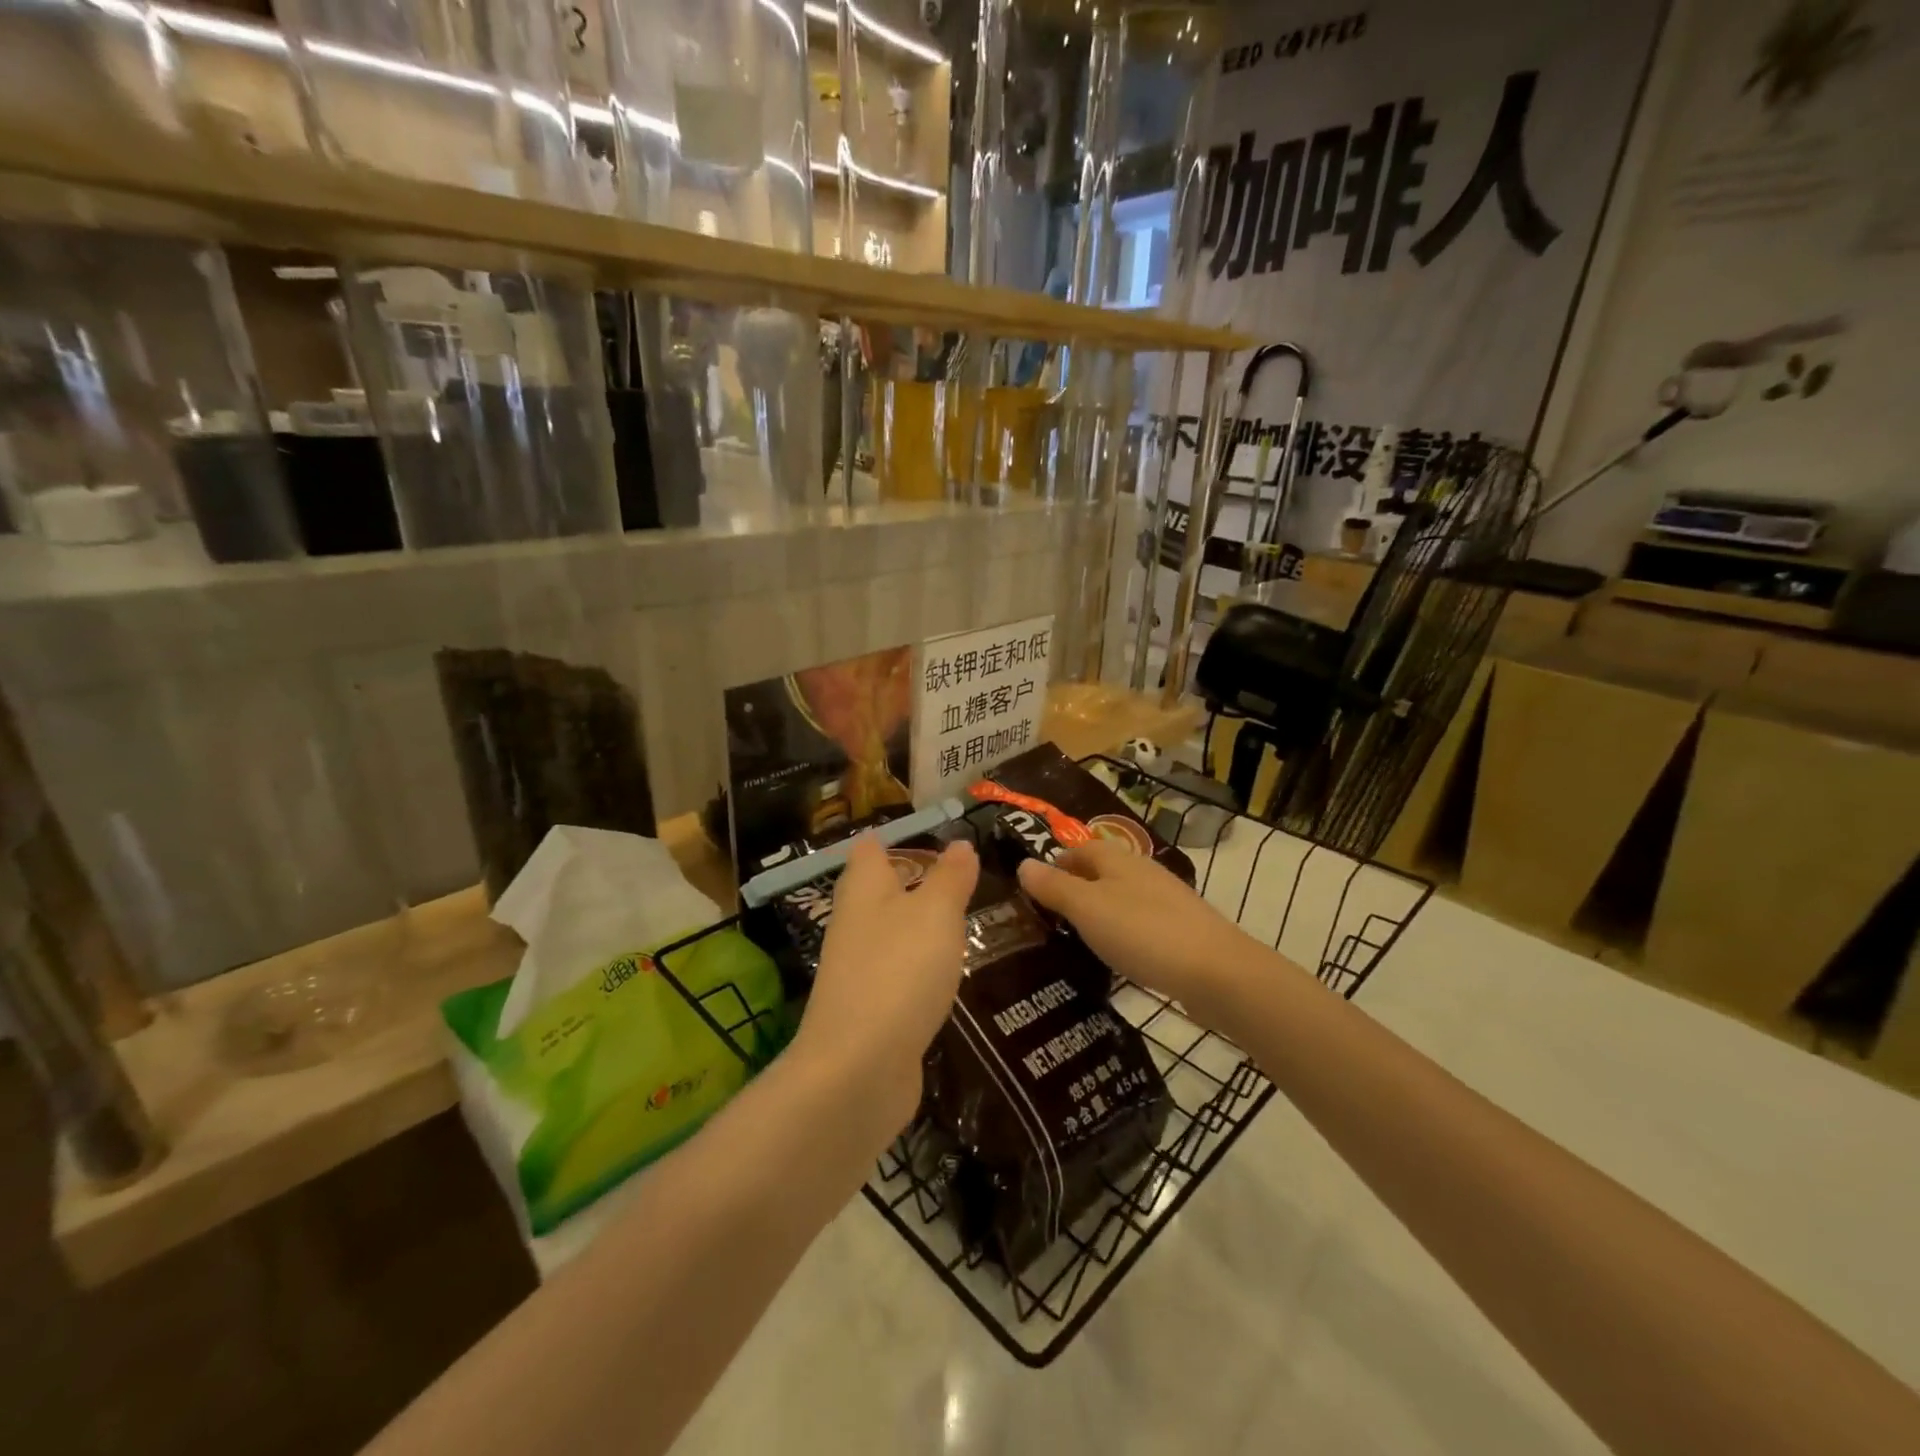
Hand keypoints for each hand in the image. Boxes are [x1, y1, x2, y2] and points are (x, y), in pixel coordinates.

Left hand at [794, 834, 978, 1143]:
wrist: (858, 1070)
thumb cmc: (899, 971)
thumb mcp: (936, 913)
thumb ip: (950, 878)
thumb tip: (960, 843)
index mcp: (864, 890)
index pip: (870, 849)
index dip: (893, 837)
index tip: (927, 831)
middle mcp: (854, 924)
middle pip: (878, 891)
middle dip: (912, 881)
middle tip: (959, 874)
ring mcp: (859, 971)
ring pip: (891, 934)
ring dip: (919, 926)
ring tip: (962, 918)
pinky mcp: (871, 1011)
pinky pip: (899, 975)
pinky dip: (920, 968)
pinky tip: (946, 974)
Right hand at [1017, 841, 1257, 1028]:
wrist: (1217, 972)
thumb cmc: (1143, 932)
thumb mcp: (1087, 909)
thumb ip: (1054, 887)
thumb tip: (1023, 863)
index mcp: (1118, 860)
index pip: (1080, 849)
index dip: (1056, 863)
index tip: (1035, 890)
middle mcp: (1143, 872)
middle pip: (1102, 872)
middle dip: (1076, 888)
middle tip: (1049, 918)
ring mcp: (1167, 900)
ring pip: (1122, 897)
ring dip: (1100, 911)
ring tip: (1077, 938)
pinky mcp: (1182, 930)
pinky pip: (1141, 923)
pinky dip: (1123, 932)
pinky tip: (1118, 955)